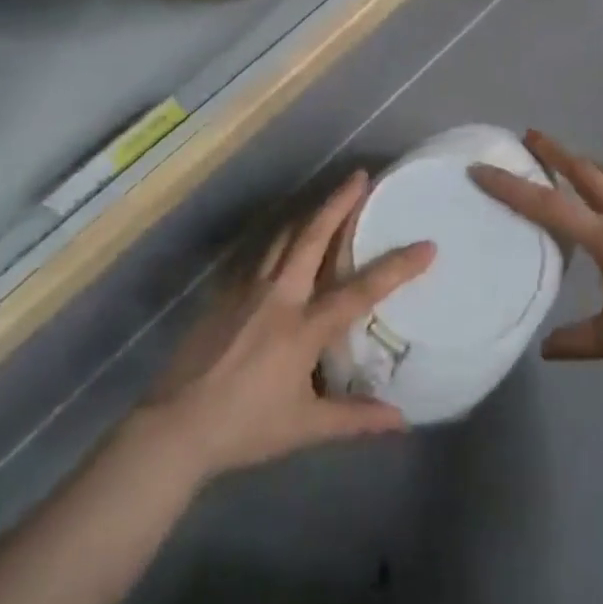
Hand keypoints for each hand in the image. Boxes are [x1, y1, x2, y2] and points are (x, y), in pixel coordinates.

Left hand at [143, 171, 435, 479]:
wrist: (176, 425)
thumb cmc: (245, 426)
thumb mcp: (305, 427)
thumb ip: (354, 419)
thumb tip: (401, 420)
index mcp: (303, 327)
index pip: (359, 290)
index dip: (396, 267)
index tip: (427, 245)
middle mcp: (278, 296)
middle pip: (312, 237)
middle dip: (338, 203)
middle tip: (359, 176)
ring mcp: (247, 289)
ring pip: (283, 238)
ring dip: (309, 215)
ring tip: (328, 199)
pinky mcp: (224, 294)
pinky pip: (258, 256)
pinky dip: (279, 240)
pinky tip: (283, 240)